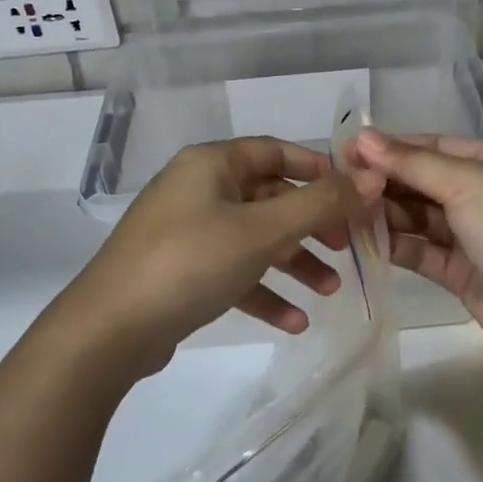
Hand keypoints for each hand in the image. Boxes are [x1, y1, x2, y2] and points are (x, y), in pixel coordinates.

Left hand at [54, 137, 381, 376]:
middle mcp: (198, 189)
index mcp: (211, 164)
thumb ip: (320, 204)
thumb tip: (371, 177)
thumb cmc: (191, 262)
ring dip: (294, 262)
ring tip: (330, 290)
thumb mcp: (262, 231)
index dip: (318, 169)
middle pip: (268, 198)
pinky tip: (295, 322)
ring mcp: (187, 232)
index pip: (275, 151)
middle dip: (311, 224)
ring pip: (254, 238)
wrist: (110, 330)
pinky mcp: (181, 271)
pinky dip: (263, 291)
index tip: (355, 194)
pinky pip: (233, 272)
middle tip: (348, 248)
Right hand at [348, 129, 482, 374]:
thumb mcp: (469, 183)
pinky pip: (422, 251)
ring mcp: (475, 237)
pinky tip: (363, 239)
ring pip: (420, 218)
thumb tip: (361, 136)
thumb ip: (413, 163)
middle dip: (385, 181)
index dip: (393, 147)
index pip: (437, 147)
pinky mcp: (463, 274)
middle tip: (339, 184)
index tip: (348, 150)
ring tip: (344, 211)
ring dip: (386, 213)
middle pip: (426, 182)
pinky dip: (396, 245)